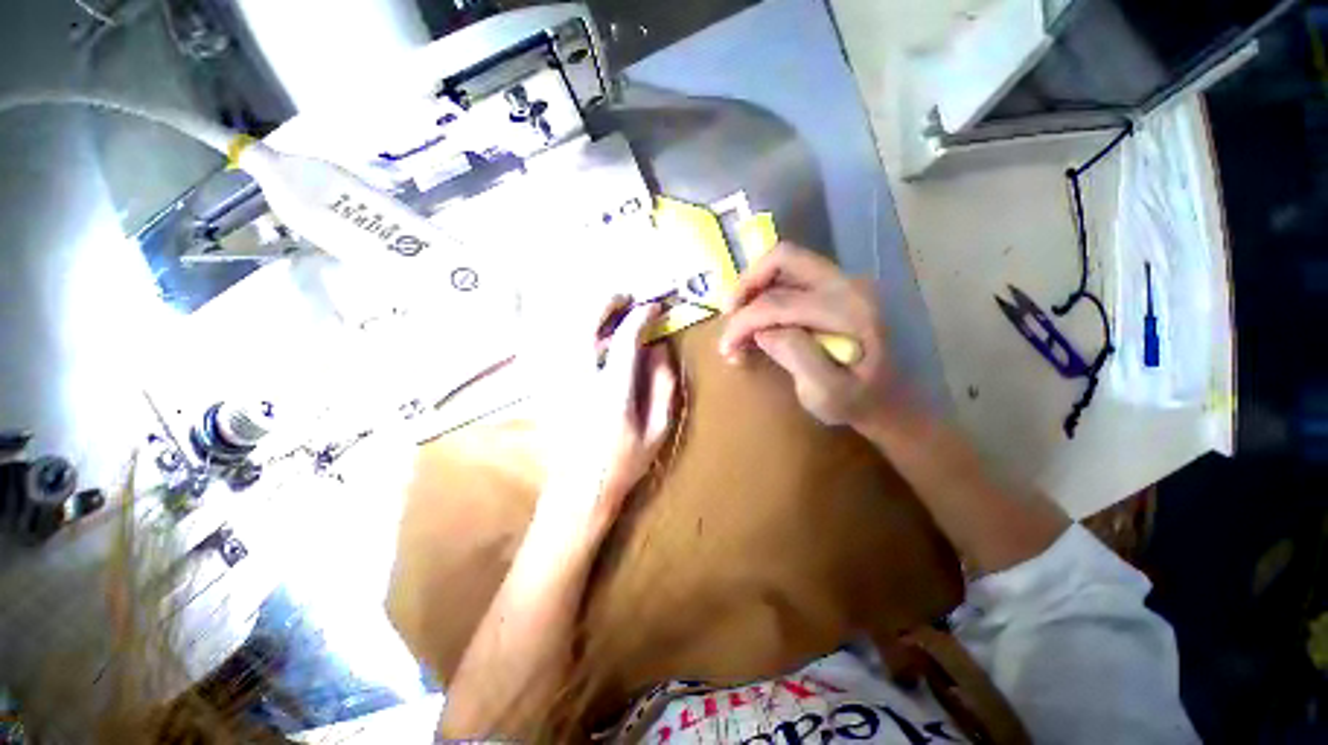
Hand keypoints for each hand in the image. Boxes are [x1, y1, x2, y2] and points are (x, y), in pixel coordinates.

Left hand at [537, 296, 678, 529]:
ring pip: (560, 332)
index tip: (653, 308)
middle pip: (583, 326)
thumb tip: (659, 348)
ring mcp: (556, 384)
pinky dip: (560, 330)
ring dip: (582, 313)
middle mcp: (579, 383)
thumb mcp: (657, 431)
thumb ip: (663, 386)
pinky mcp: (544, 389)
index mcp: (612, 394)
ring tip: (603, 310)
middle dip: (604, 304)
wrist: (579, 491)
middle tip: (622, 299)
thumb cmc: (624, 462)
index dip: (640, 317)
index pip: (624, 341)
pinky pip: (546, 348)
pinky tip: (578, 331)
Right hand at [719, 243, 899, 430]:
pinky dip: (767, 289)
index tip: (726, 348)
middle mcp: (848, 284)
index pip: (779, 302)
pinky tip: (759, 317)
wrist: (891, 399)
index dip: (743, 322)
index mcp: (848, 312)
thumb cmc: (857, 402)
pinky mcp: (837, 286)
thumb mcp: (825, 394)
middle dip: (746, 285)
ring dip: (755, 286)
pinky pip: (793, 274)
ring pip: (785, 262)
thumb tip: (761, 330)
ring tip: (740, 319)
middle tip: (729, 315)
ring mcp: (844, 281)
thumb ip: (796, 357)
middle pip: (783, 259)